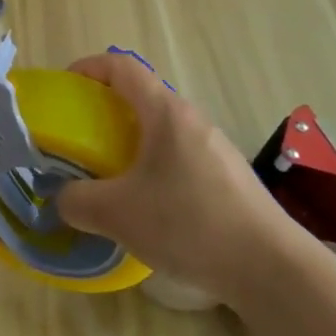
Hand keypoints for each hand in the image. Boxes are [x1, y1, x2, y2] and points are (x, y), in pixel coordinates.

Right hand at [56, 51, 298, 310]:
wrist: (273, 269)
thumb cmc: (190, 224)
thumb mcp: (119, 215)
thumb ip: (78, 202)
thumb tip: (62, 198)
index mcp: (165, 113)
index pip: (121, 67)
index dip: (88, 67)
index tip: (65, 87)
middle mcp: (192, 120)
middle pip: (141, 97)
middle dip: (105, 111)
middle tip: (80, 139)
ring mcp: (215, 148)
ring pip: (161, 130)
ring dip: (130, 142)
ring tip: (110, 176)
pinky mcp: (229, 178)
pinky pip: (180, 156)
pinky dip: (154, 166)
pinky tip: (149, 207)